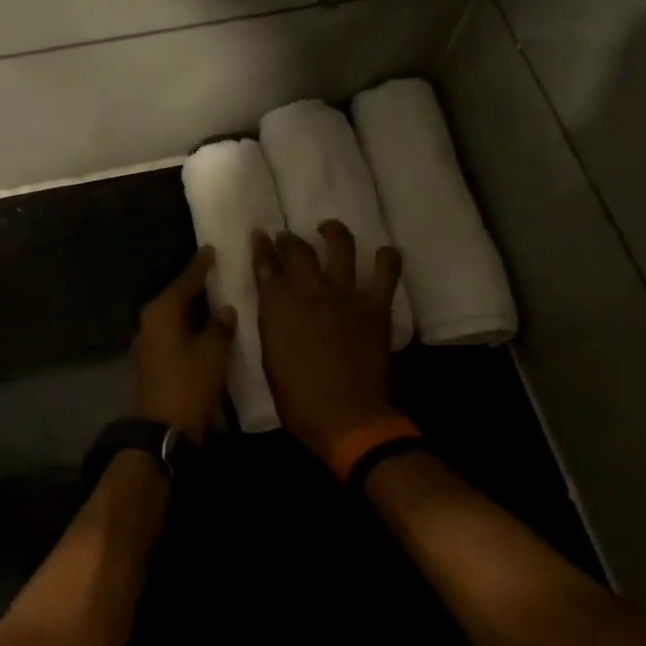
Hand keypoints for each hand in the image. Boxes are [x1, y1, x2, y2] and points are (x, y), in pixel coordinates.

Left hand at [133, 247, 236, 442]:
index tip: (211, 250)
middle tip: (216, 272)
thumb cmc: (189, 385)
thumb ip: (220, 327)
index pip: (185, 281)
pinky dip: (187, 328)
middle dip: (195, 286)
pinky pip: (172, 334)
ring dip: (191, 309)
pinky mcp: (150, 362)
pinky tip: (203, 329)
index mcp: (162, 312)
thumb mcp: (213, 353)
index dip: (200, 266)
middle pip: (176, 297)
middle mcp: (149, 322)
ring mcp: (147, 343)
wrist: (161, 430)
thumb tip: (225, 310)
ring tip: (214, 298)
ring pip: (173, 317)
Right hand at [253, 221, 402, 460]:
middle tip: (288, 238)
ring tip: (329, 229)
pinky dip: (386, 257)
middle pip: (298, 251)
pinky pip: (386, 271)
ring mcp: (345, 295)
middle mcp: (309, 292)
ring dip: (333, 233)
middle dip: (289, 240)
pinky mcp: (375, 306)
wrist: (346, 417)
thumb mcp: (271, 359)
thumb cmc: (298, 399)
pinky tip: (383, 252)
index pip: (265, 267)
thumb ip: (273, 325)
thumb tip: (276, 308)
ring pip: (340, 247)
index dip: (261, 249)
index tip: (259, 236)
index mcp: (278, 308)